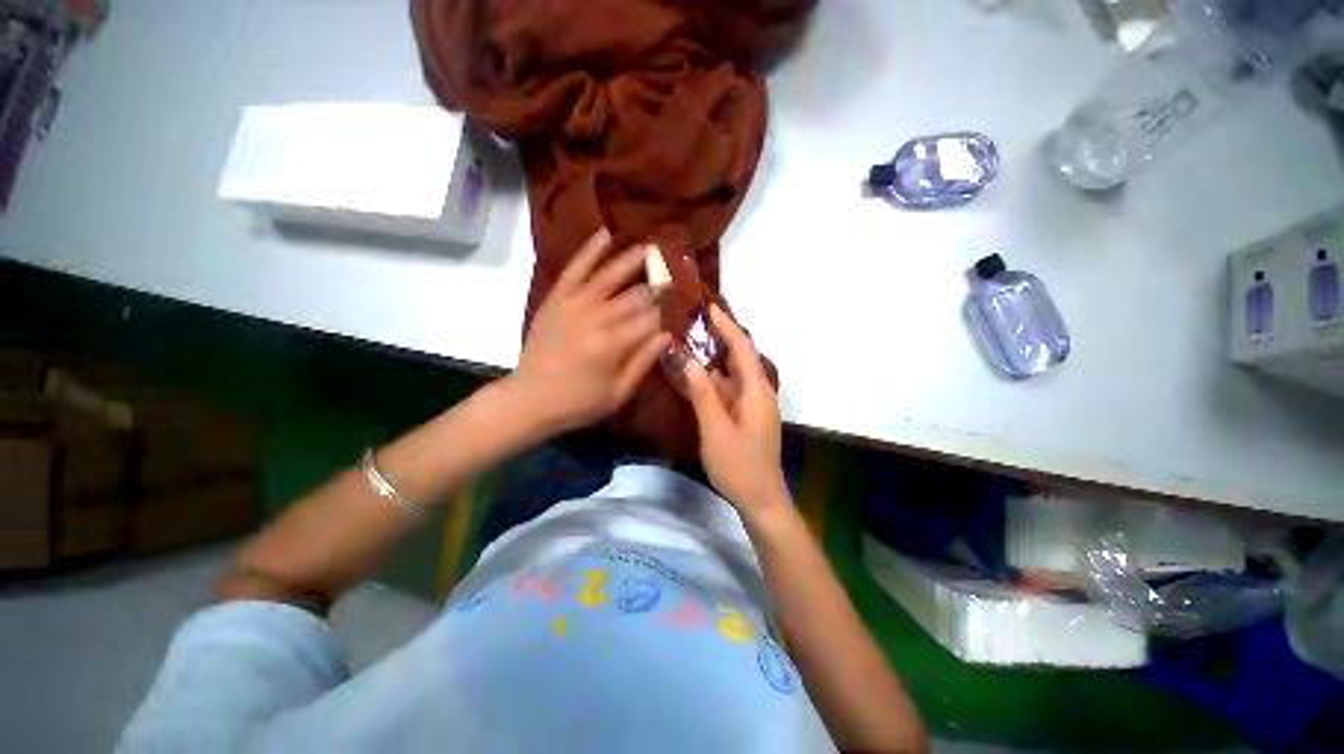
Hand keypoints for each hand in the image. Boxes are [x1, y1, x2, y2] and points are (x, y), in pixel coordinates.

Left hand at [509, 229, 671, 436]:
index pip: (653, 318)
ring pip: (610, 275)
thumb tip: (669, 334)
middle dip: (658, 285)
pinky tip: (605, 234)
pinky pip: (575, 268)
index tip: (683, 303)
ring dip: (633, 259)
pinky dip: (590, 250)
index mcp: (615, 344)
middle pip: (637, 295)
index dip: (670, 310)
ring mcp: (575, 304)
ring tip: (652, 247)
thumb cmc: (579, 402)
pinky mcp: (557, 298)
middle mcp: (598, 317)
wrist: (530, 399)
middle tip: (674, 276)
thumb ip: (644, 361)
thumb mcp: (618, 393)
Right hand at [667, 305, 788, 515]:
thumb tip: (689, 360)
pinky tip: (697, 375)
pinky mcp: (746, 415)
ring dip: (714, 358)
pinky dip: (714, 378)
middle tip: (695, 321)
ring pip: (733, 373)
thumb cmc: (739, 465)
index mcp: (756, 390)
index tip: (709, 307)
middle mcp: (758, 391)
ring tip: (692, 341)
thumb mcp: (715, 428)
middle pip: (739, 357)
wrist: (761, 499)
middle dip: (720, 337)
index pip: (742, 348)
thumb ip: (703, 393)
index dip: (727, 326)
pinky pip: (729, 389)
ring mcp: (753, 404)